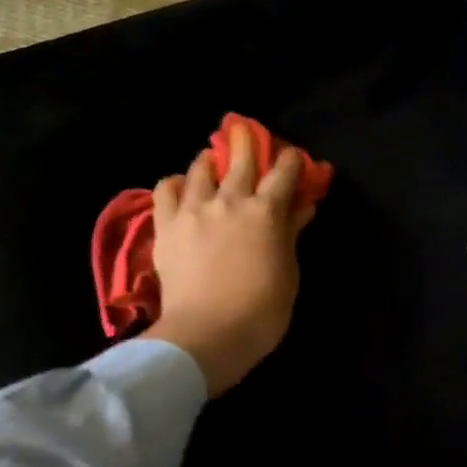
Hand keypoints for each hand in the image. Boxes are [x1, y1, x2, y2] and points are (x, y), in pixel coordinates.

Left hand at [141, 121, 318, 394]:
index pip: (283, 173)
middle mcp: (229, 200)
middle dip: (247, 141)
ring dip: (209, 160)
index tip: (294, 158)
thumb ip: (291, 234)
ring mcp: (194, 210)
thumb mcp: (288, 274)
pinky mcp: (166, 226)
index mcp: (266, 212)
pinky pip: (165, 190)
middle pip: (240, 157)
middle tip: (246, 132)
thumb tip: (301, 207)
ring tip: (211, 161)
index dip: (292, 161)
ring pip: (200, 168)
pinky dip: (175, 183)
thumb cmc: (260, 312)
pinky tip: (181, 188)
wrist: (206, 334)